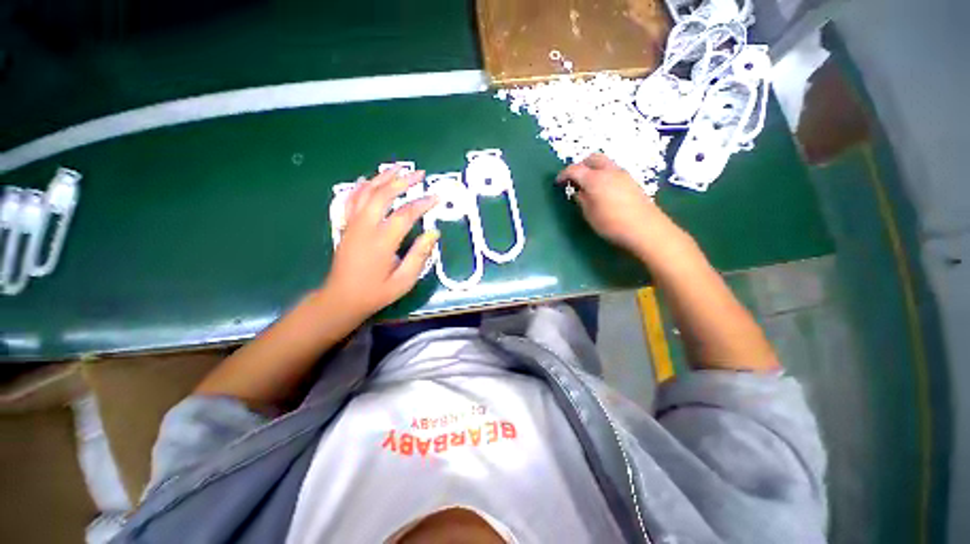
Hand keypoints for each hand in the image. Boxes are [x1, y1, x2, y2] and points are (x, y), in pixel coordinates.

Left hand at [322, 166, 439, 319]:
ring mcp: (352, 224)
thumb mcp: (404, 280)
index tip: (437, 198)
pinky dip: (360, 187)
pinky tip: (366, 180)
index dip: (423, 204)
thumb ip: (420, 255)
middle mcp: (365, 227)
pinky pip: (351, 200)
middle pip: (384, 195)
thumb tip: (434, 233)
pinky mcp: (346, 226)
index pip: (405, 214)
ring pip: (366, 193)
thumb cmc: (376, 292)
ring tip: (397, 167)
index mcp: (382, 241)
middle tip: (419, 174)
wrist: (342, 299)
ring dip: (382, 178)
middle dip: (403, 182)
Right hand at [556, 154, 675, 258]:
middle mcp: (609, 171)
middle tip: (574, 180)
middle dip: (581, 165)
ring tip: (588, 186)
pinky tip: (602, 190)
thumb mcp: (589, 214)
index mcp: (594, 178)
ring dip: (593, 169)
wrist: (645, 229)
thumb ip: (581, 199)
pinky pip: (613, 171)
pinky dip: (603, 175)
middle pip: (592, 158)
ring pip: (604, 163)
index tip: (558, 183)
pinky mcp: (632, 181)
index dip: (564, 175)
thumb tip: (577, 191)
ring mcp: (623, 174)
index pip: (574, 169)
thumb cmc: (611, 223)